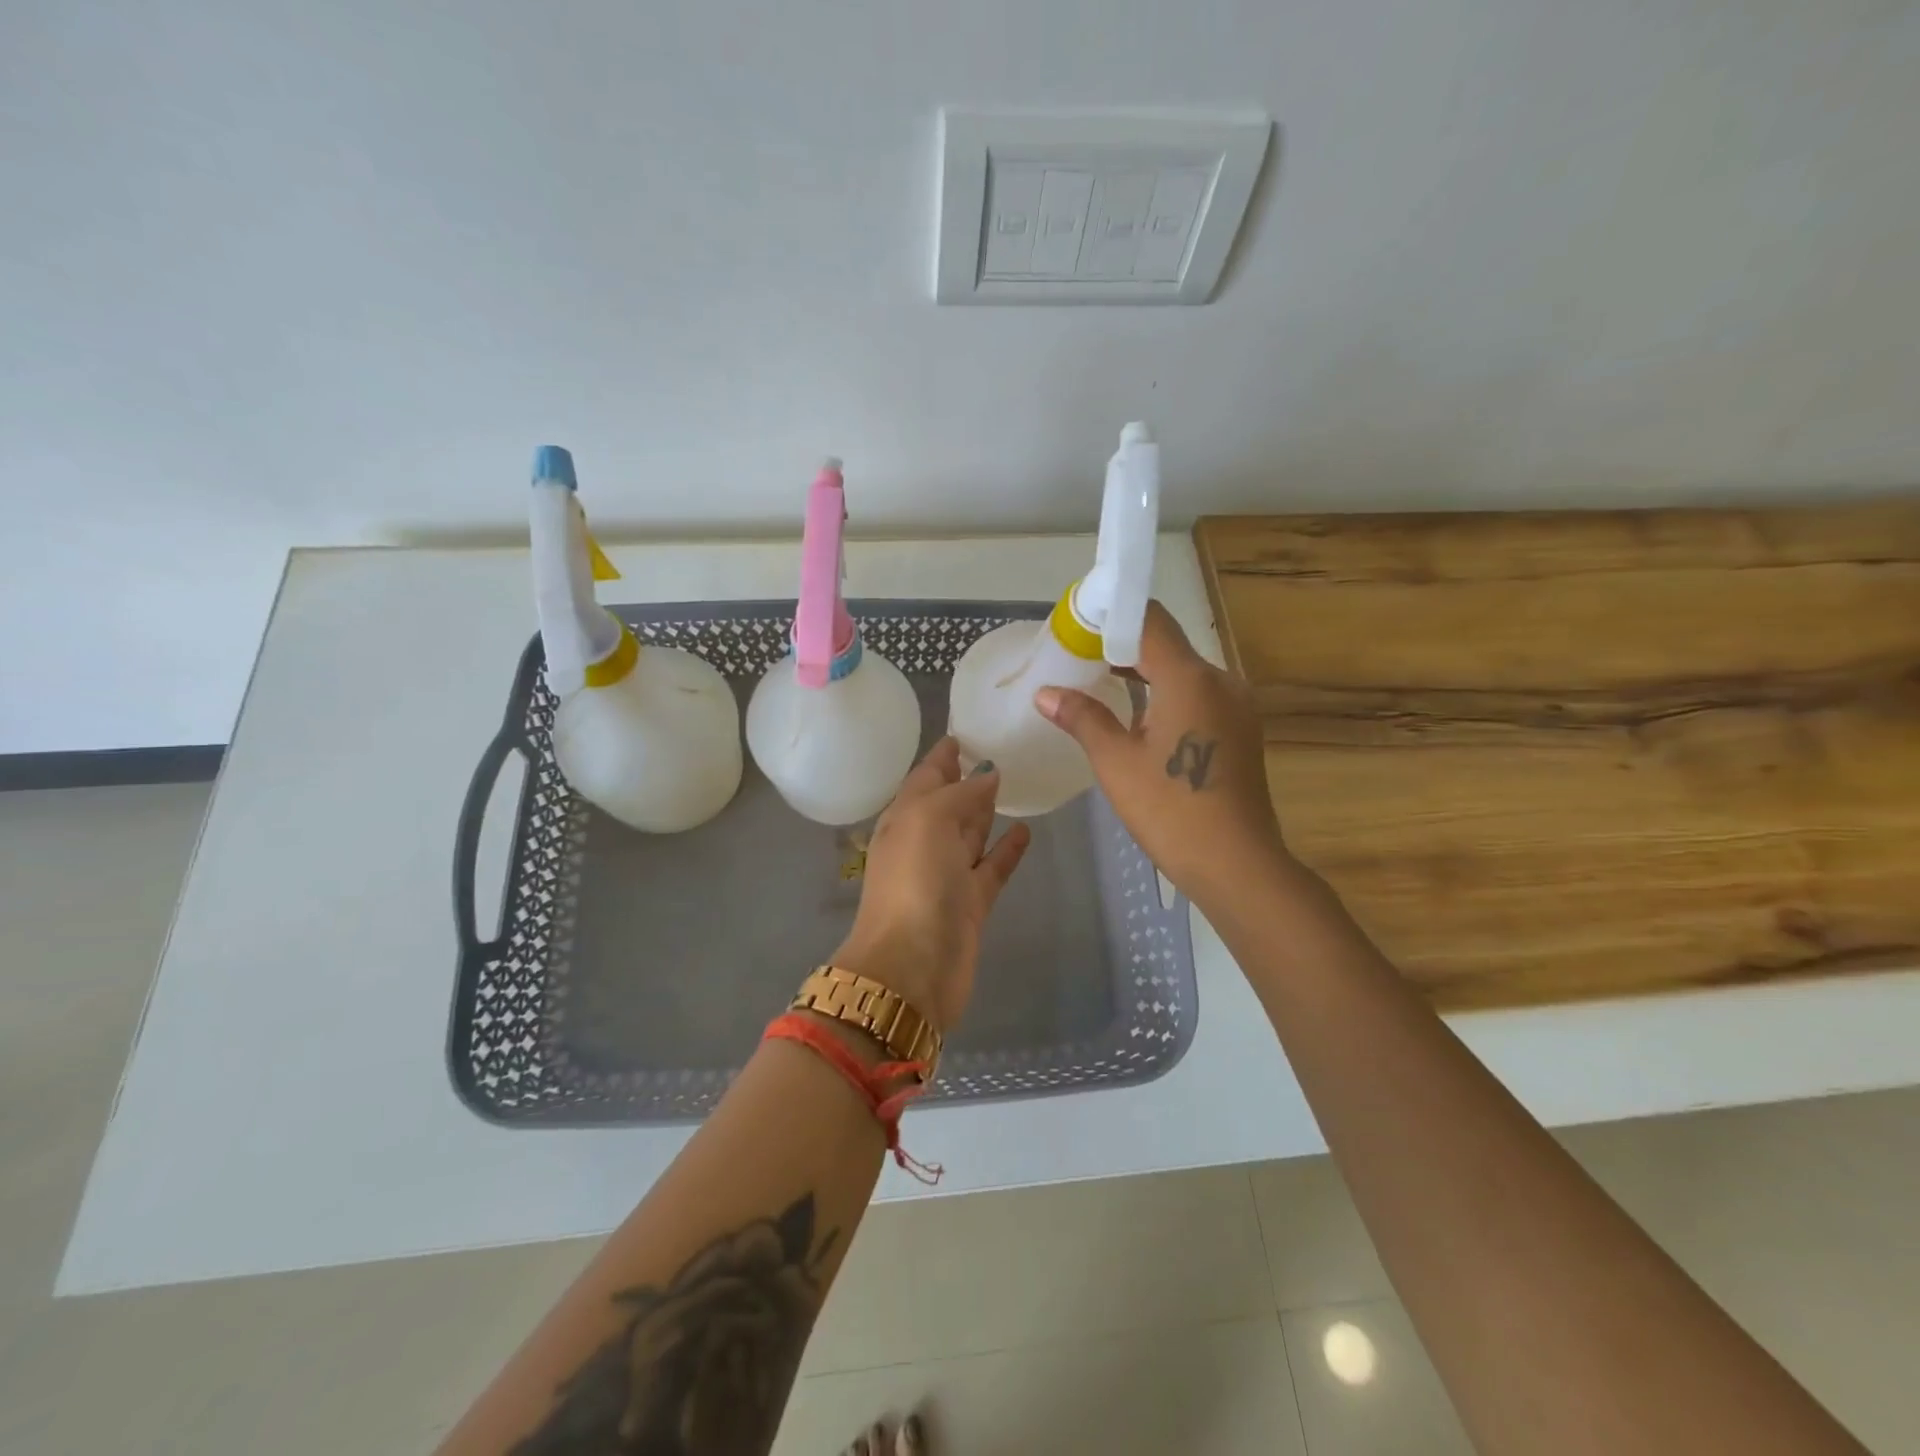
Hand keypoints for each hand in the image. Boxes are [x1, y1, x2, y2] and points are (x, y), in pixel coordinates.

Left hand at [831, 737, 1030, 1031]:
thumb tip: (988, 774)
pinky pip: (992, 867)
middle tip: (1000, 750)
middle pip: (948, 802)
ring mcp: (948, 874)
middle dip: (967, 778)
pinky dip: (1006, 850)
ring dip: (986, 811)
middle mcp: (924, 842)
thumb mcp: (928, 821)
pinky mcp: (972, 903)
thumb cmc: (915, 883)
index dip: (943, 754)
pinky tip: (1025, 830)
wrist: (913, 968)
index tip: (967, 729)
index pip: (925, 776)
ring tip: (1014, 781)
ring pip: (970, 833)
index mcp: (904, 818)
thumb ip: (959, 794)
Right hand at [1035, 602, 1286, 911]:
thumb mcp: (1116, 762)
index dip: (1111, 615)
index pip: (1149, 621)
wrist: (1236, 864)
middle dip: (1121, 646)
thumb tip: (1045, 693)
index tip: (1077, 624)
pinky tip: (1138, 715)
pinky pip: (1198, 695)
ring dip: (1144, 672)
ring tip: (1099, 681)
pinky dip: (1166, 694)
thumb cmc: (1170, 809)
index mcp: (1190, 678)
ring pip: (1184, 672)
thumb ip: (1082, 717)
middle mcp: (1220, 681)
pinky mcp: (1240, 730)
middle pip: (1167, 645)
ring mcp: (1236, 706)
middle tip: (1078, 656)